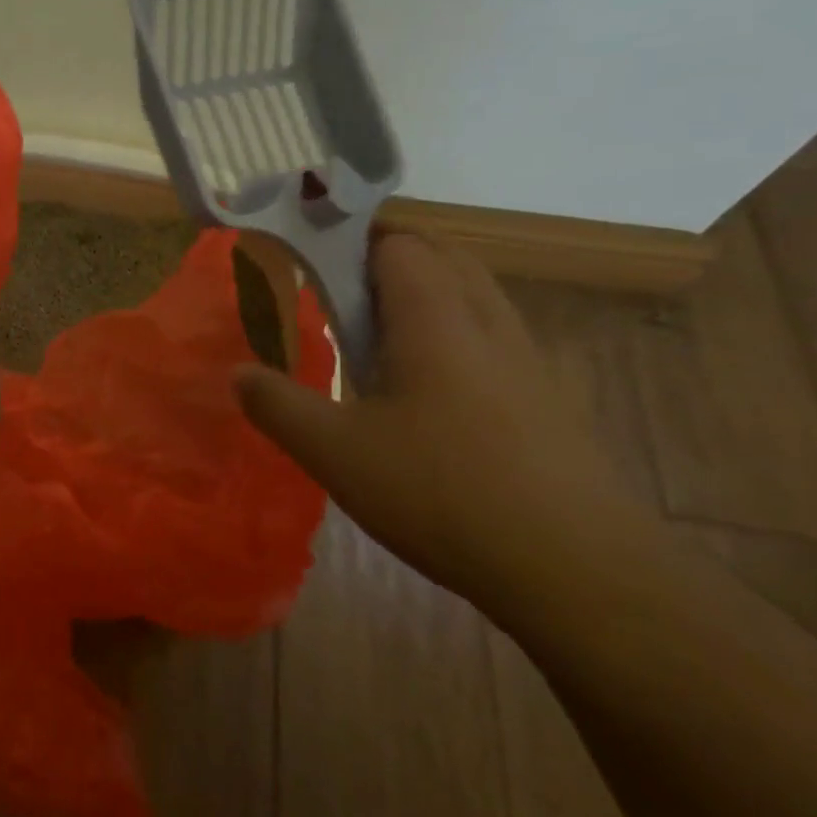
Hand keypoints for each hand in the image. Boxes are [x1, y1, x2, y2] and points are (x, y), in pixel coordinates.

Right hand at [233, 232, 659, 610]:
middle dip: (388, 263)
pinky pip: (492, 340)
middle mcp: (488, 323)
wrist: (579, 573)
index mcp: (435, 317)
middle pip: (443, 258)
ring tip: (375, 340)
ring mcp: (527, 362)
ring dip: (424, 299)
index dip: (351, 243)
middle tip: (338, 297)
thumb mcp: (333, 451)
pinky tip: (426, 395)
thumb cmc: (442, 492)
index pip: (397, 243)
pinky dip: (453, 338)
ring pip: (474, 298)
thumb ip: (276, 403)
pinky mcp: (548, 402)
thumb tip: (237, 372)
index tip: (308, 265)